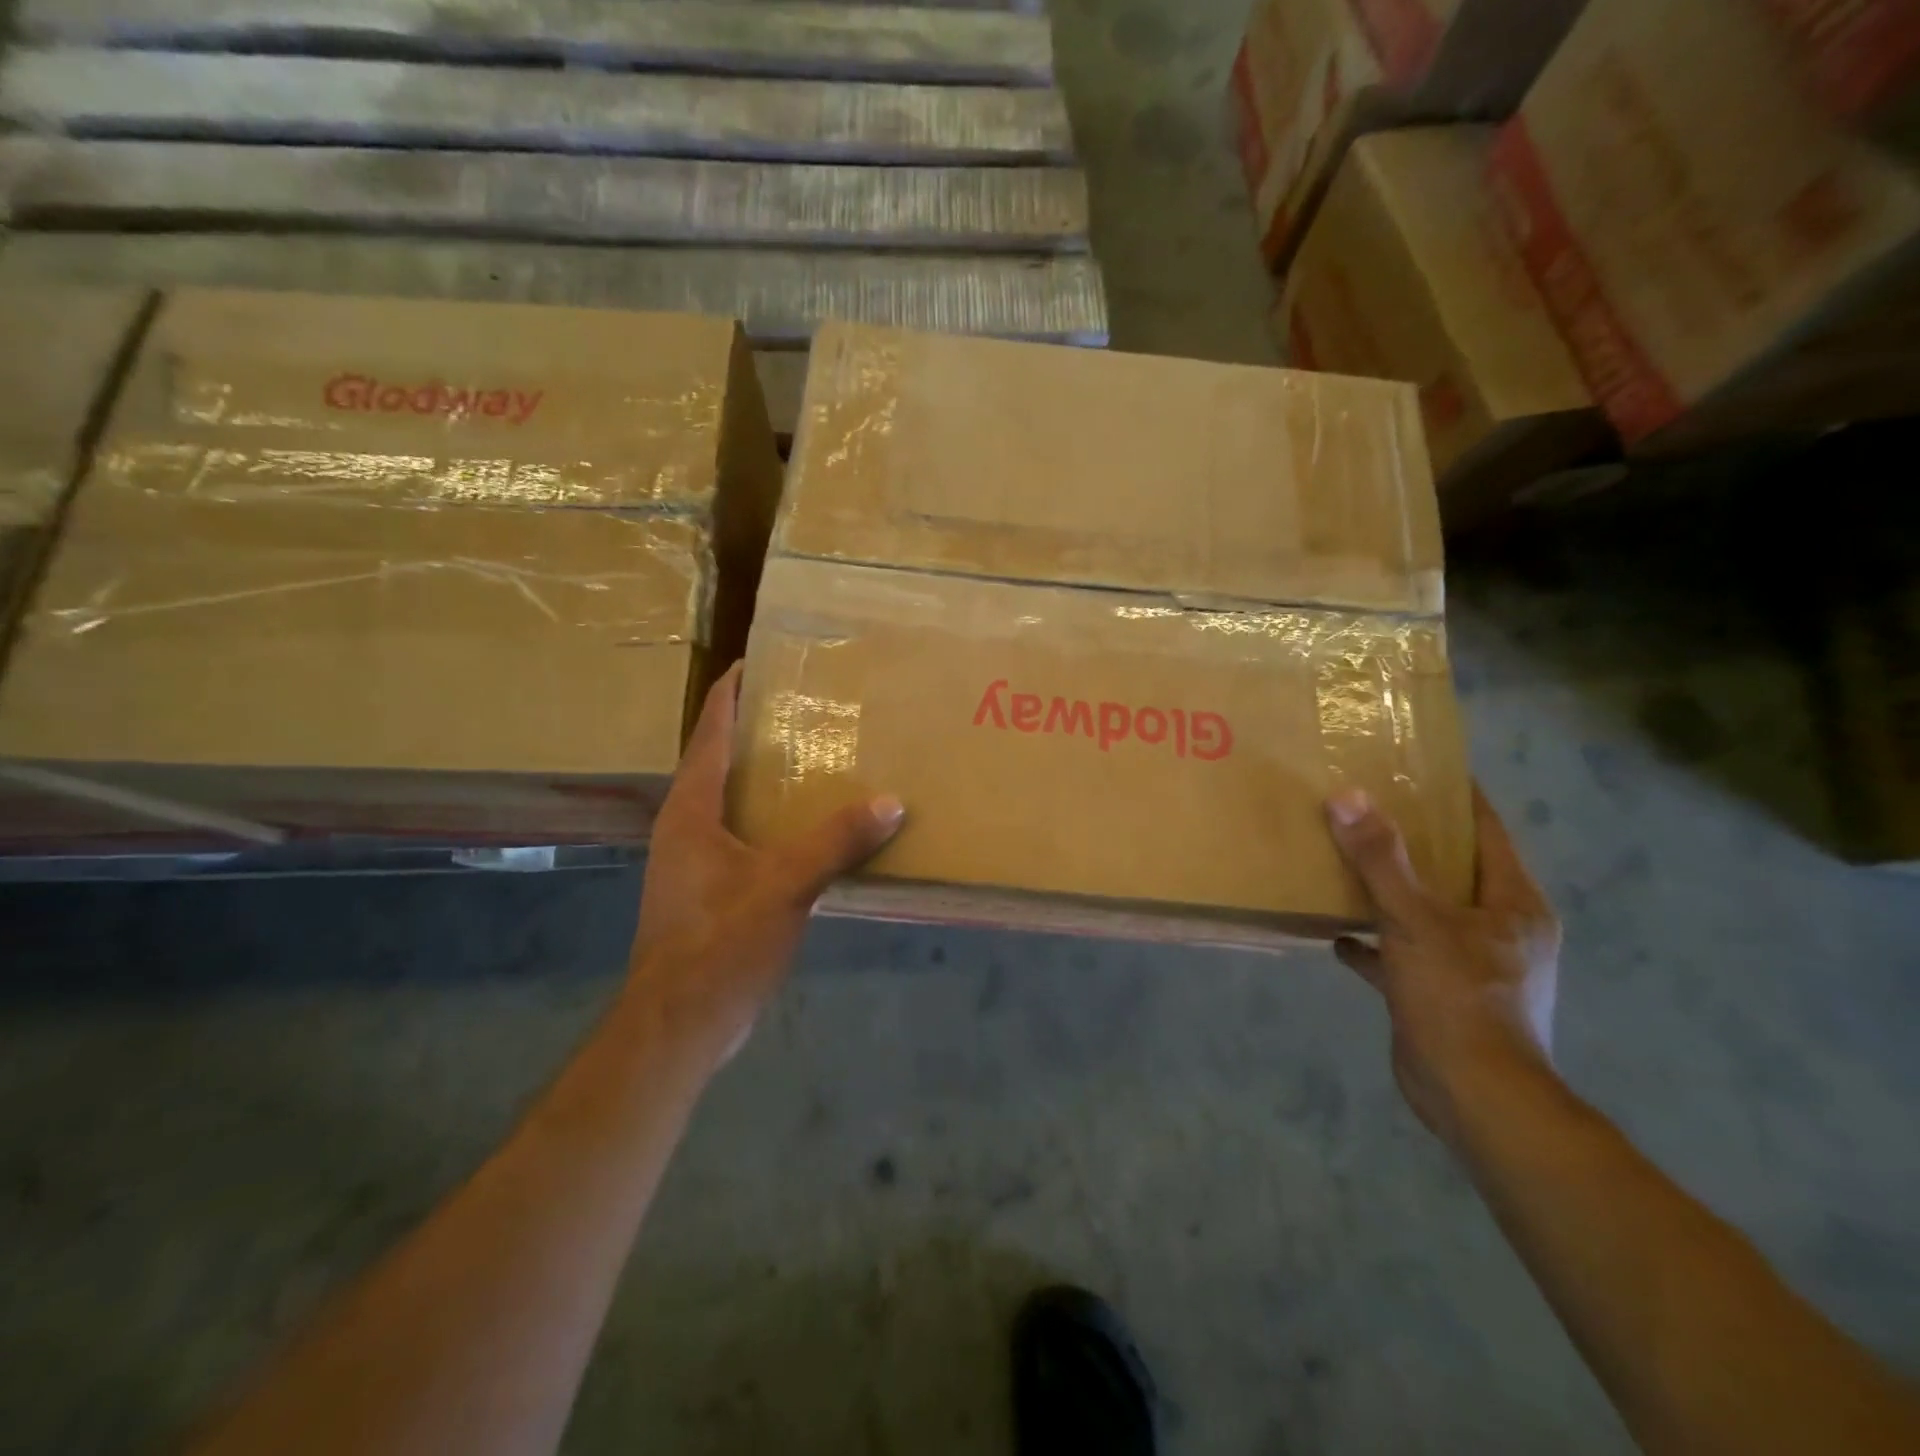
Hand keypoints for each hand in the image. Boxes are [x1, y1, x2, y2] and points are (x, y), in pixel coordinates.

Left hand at [628, 665, 903, 1070]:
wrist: (677, 1026)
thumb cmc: (718, 945)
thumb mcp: (784, 886)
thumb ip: (836, 842)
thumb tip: (892, 801)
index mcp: (691, 808)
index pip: (711, 731)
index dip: (732, 692)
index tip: (760, 659)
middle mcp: (686, 825)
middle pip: (722, 760)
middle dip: (760, 730)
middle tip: (809, 705)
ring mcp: (695, 860)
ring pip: (734, 800)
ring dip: (768, 777)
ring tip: (818, 757)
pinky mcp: (709, 890)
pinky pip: (745, 836)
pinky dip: (774, 819)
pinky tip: (811, 827)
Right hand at [1325, 784, 1561, 1146]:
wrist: (1475, 1097)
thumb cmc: (1459, 997)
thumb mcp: (1414, 919)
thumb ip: (1380, 859)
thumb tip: (1346, 797)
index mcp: (1512, 903)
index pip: (1487, 831)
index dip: (1456, 796)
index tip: (1418, 766)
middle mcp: (1499, 928)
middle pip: (1452, 869)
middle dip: (1412, 840)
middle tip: (1365, 807)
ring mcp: (1470, 964)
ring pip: (1425, 911)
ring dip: (1390, 891)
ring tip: (1346, 861)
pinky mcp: (1440, 994)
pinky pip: (1403, 954)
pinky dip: (1375, 943)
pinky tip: (1338, 934)